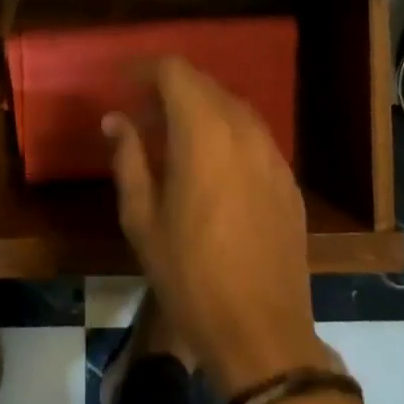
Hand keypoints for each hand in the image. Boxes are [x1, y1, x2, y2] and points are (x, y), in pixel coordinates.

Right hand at [105, 60, 326, 397]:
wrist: (262, 334)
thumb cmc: (190, 277)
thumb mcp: (142, 219)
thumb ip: (128, 158)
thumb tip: (115, 119)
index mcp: (203, 132)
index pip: (174, 71)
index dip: (145, 69)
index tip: (122, 82)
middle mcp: (242, 129)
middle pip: (203, 84)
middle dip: (170, 89)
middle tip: (141, 115)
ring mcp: (271, 152)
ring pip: (231, 106)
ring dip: (199, 109)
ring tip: (173, 138)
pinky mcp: (287, 178)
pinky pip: (252, 135)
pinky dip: (226, 132)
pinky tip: (211, 166)